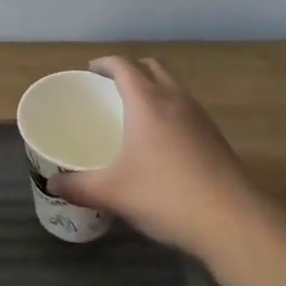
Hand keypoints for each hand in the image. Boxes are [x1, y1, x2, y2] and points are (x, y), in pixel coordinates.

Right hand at [51, 56, 256, 254]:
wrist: (233, 221)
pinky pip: (187, 110)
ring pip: (173, 88)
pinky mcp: (216, 138)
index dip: (104, 64)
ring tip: (134, 114)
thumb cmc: (164, 195)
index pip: (123, 65)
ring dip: (154, 89)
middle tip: (110, 89)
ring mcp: (200, 118)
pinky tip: (161, 144)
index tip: (89, 72)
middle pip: (152, 68)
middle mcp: (175, 100)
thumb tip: (52, 185)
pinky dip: (170, 112)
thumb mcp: (112, 192)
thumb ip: (78, 186)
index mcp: (147, 101)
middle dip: (130, 70)